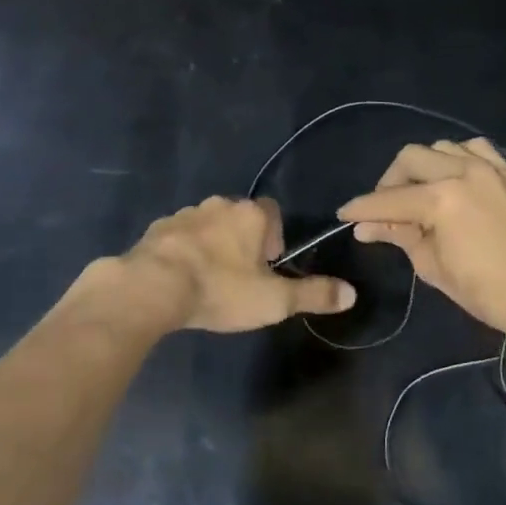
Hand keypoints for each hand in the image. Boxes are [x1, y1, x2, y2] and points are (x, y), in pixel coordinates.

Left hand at [115, 196, 355, 332]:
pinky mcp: (158, 227)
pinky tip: (180, 279)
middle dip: (242, 242)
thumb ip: (312, 294)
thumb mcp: (273, 300)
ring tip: (209, 280)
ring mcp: (186, 212)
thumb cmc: (221, 289)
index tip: (267, 267)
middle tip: (239, 277)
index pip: (272, 213)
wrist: (154, 286)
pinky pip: (179, 235)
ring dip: (212, 245)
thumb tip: (351, 293)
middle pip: (239, 217)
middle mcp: (220, 204)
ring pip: (208, 224)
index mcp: (251, 214)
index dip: (274, 238)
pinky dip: (183, 251)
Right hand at [338, 139, 505, 338]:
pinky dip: (458, 159)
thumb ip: (400, 237)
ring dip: (424, 166)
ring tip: (422, 192)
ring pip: (442, 147)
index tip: (345, 214)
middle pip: (410, 158)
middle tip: (387, 207)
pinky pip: (476, 149)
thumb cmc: (489, 293)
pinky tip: (457, 180)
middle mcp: (463, 172)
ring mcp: (491, 168)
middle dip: (390, 181)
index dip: (362, 208)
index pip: (388, 200)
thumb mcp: (434, 268)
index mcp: (441, 200)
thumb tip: (367, 227)